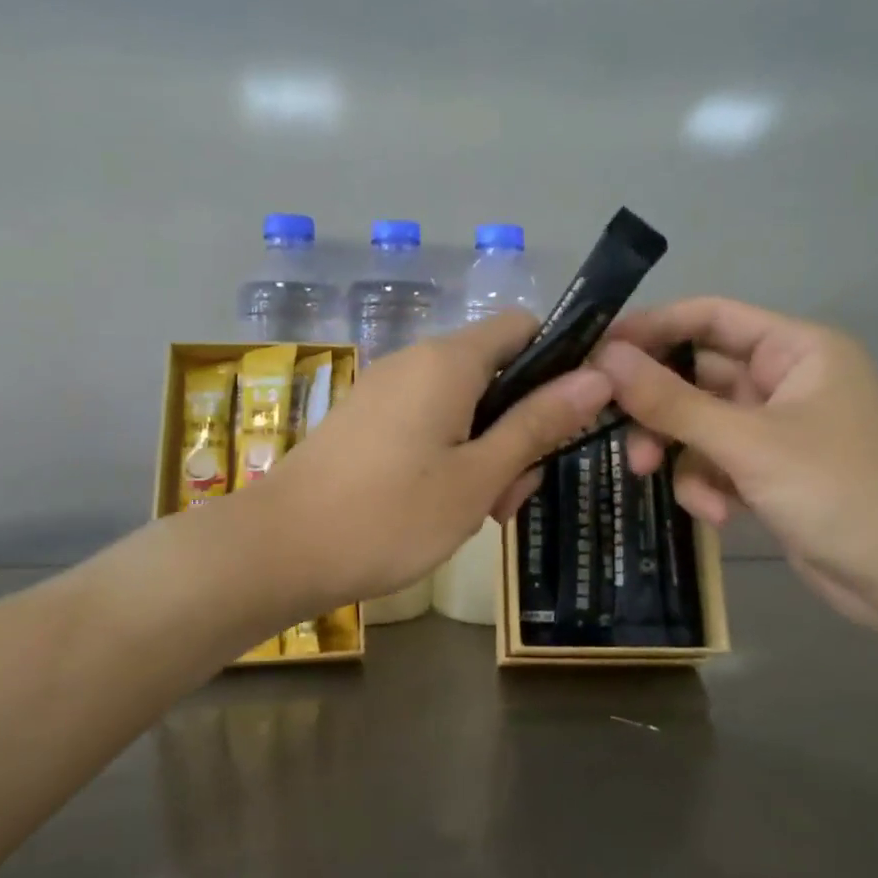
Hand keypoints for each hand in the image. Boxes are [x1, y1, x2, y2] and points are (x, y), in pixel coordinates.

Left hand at [260, 312, 611, 609]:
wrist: (279, 550)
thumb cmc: (390, 515)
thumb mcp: (478, 476)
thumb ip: (538, 424)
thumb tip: (598, 377)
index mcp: (449, 361)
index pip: (524, 328)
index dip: (559, 363)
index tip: (571, 419)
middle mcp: (415, 362)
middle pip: (496, 375)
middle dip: (520, 428)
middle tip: (512, 495)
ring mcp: (385, 393)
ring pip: (463, 408)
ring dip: (486, 453)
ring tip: (477, 515)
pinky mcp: (365, 424)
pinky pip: (427, 426)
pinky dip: (449, 459)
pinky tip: (441, 509)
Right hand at [594, 298, 877, 629]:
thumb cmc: (839, 491)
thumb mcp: (747, 443)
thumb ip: (672, 401)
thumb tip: (605, 359)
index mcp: (796, 349)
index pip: (710, 317)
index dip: (652, 328)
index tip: (598, 351)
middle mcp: (784, 380)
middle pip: (696, 375)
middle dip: (657, 408)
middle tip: (611, 428)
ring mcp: (776, 429)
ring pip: (698, 424)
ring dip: (677, 452)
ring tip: (656, 477)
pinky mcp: (769, 472)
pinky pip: (715, 462)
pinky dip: (706, 485)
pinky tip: (718, 515)